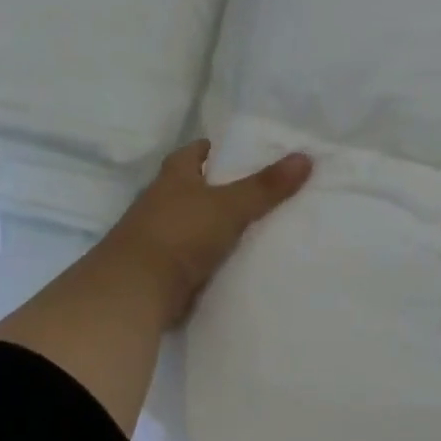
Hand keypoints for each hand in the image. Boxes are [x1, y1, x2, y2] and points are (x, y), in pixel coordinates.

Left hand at [107, 140, 312, 323]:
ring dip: (216, 223)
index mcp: (173, 178)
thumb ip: (266, 185)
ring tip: (257, 224)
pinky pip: (194, 254)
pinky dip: (212, 255)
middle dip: (221, 187)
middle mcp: (161, 202)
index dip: (215, 149)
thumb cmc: (180, 234)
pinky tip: (237, 259)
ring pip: (195, 222)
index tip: (241, 152)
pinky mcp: (161, 269)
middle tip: (262, 188)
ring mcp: (158, 237)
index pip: (194, 153)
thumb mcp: (230, 206)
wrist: (135, 292)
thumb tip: (305, 156)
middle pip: (194, 187)